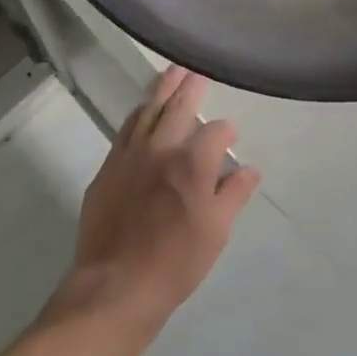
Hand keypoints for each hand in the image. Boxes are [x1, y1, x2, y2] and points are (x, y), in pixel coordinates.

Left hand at [66, 66, 260, 337]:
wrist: (116, 285)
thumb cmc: (176, 261)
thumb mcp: (217, 230)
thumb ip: (234, 194)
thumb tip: (249, 169)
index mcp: (193, 162)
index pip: (215, 132)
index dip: (226, 131)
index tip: (231, 137)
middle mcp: (160, 148)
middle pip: (177, 107)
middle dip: (189, 87)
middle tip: (195, 70)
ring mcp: (129, 156)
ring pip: (146, 112)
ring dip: (160, 91)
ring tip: (170, 74)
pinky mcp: (107, 169)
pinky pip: (124, 130)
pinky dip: (137, 115)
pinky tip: (141, 112)